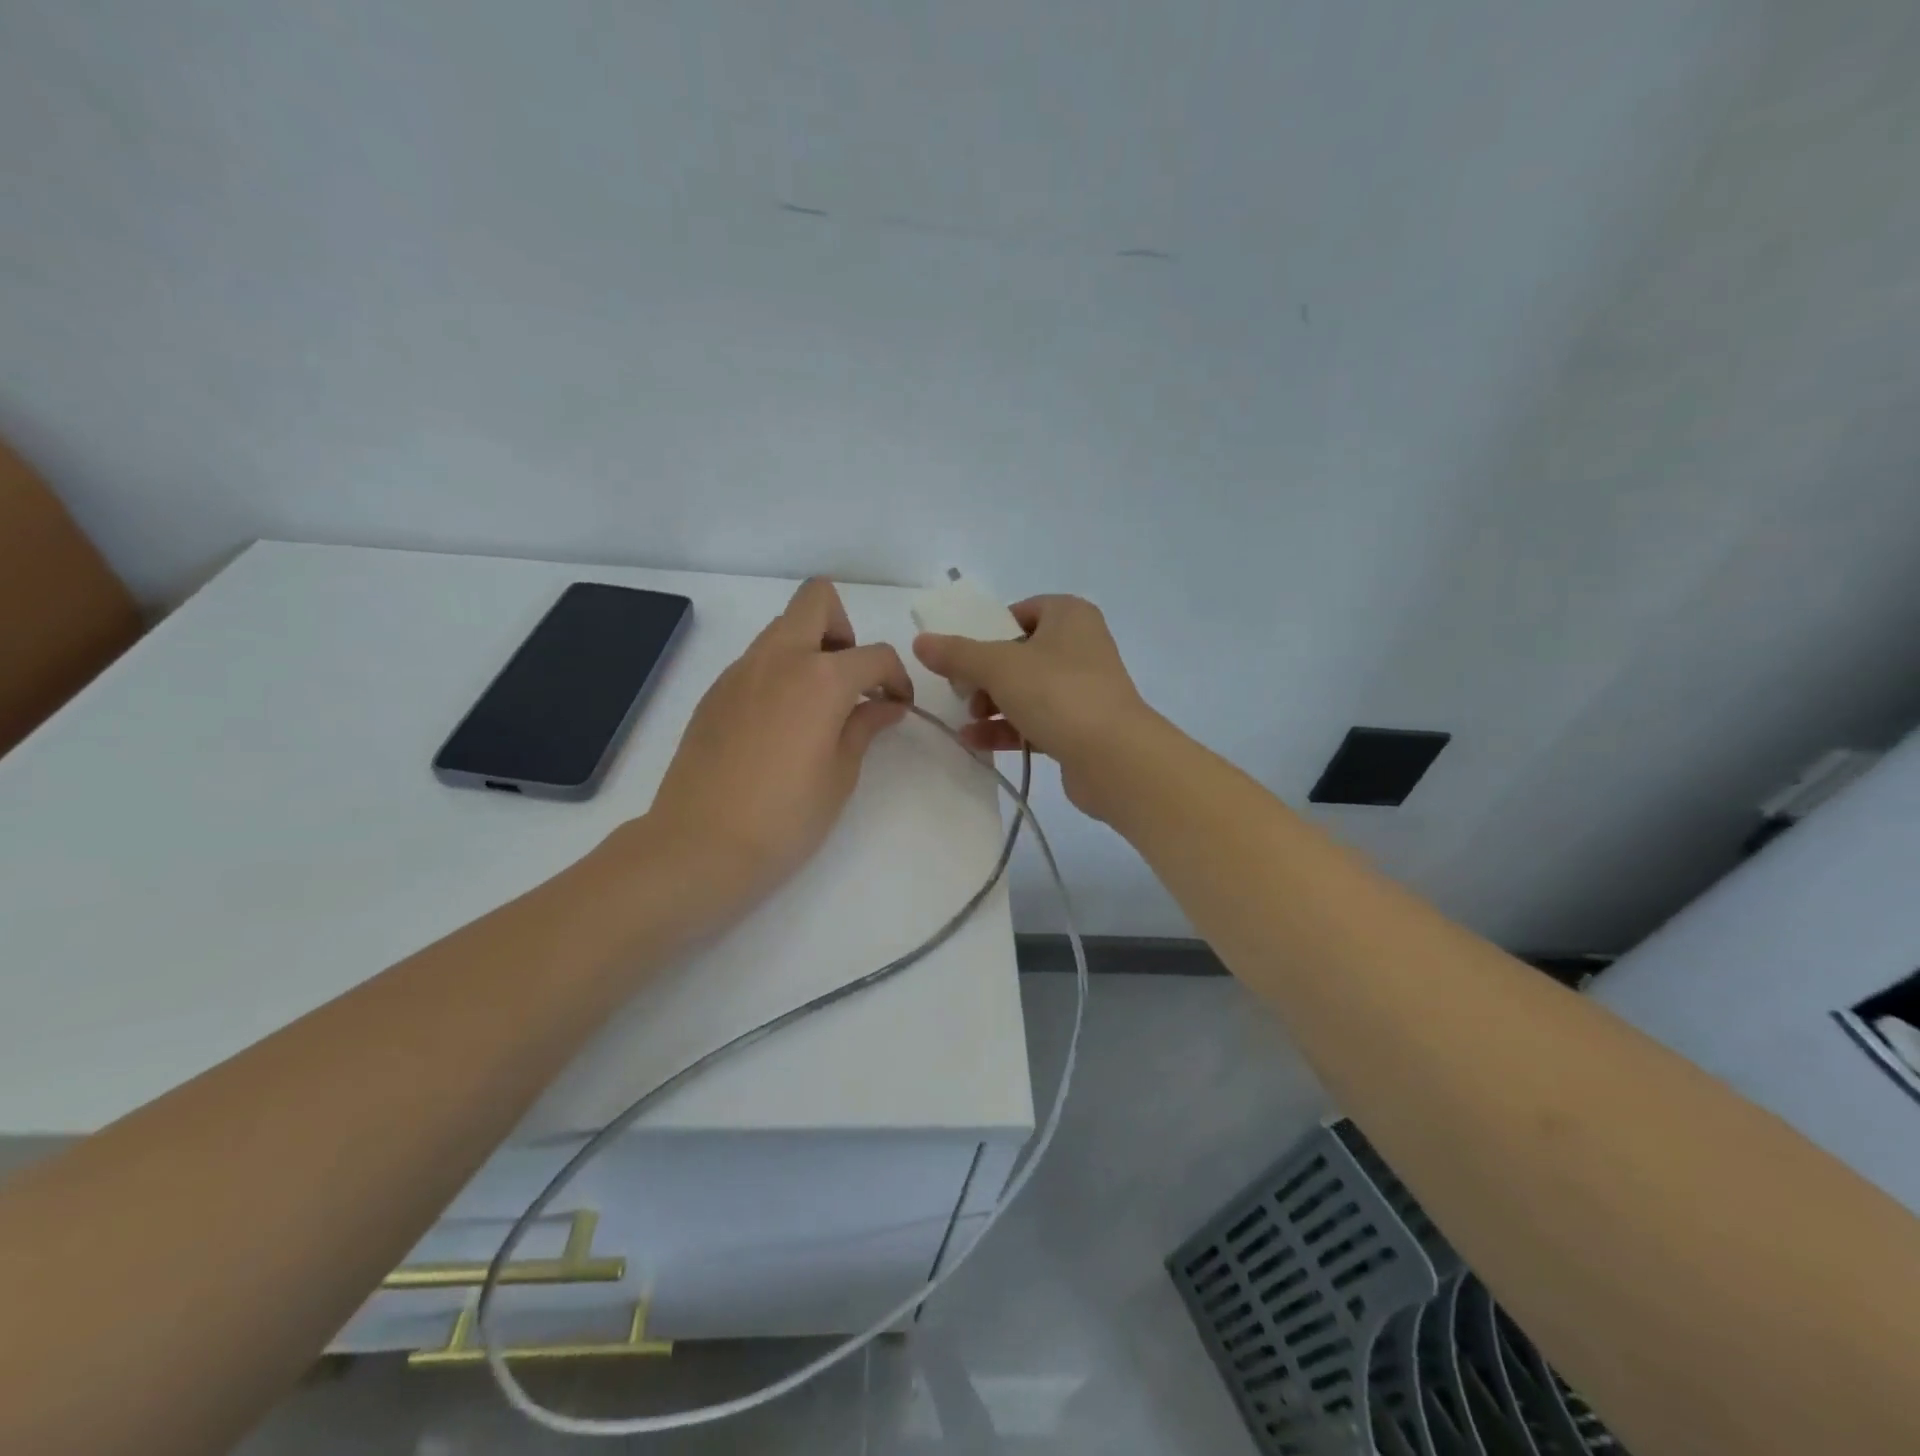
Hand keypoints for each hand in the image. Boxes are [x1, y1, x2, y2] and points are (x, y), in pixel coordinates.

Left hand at [639, 579, 910, 920]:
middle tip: (850, 681)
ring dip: (809, 649)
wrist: (701, 845)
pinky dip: (779, 674)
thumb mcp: (841, 774)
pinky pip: (756, 661)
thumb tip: (885, 704)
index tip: (898, 706)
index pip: (875, 655)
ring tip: (817, 707)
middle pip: (817, 600)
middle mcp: (778, 658)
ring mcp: (739, 671)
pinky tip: (780, 726)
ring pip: (782, 628)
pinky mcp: (714, 693)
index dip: (896, 678)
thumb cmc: (786, 816)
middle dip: (845, 629)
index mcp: (820, 677)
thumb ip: (865, 726)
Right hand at [913, 595, 1153, 818]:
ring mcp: (1083, 689)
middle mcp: (1081, 646)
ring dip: (992, 704)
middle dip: (985, 675)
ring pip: (1027, 690)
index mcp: (1070, 616)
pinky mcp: (1081, 727)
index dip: (989, 629)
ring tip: (966, 720)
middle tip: (962, 692)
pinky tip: (975, 742)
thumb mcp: (998, 666)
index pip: (1021, 611)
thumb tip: (921, 642)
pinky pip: (1037, 721)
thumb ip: (957, 653)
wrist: (1114, 757)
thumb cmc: (1057, 693)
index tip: (963, 654)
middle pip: (1019, 653)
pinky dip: (1007, 728)